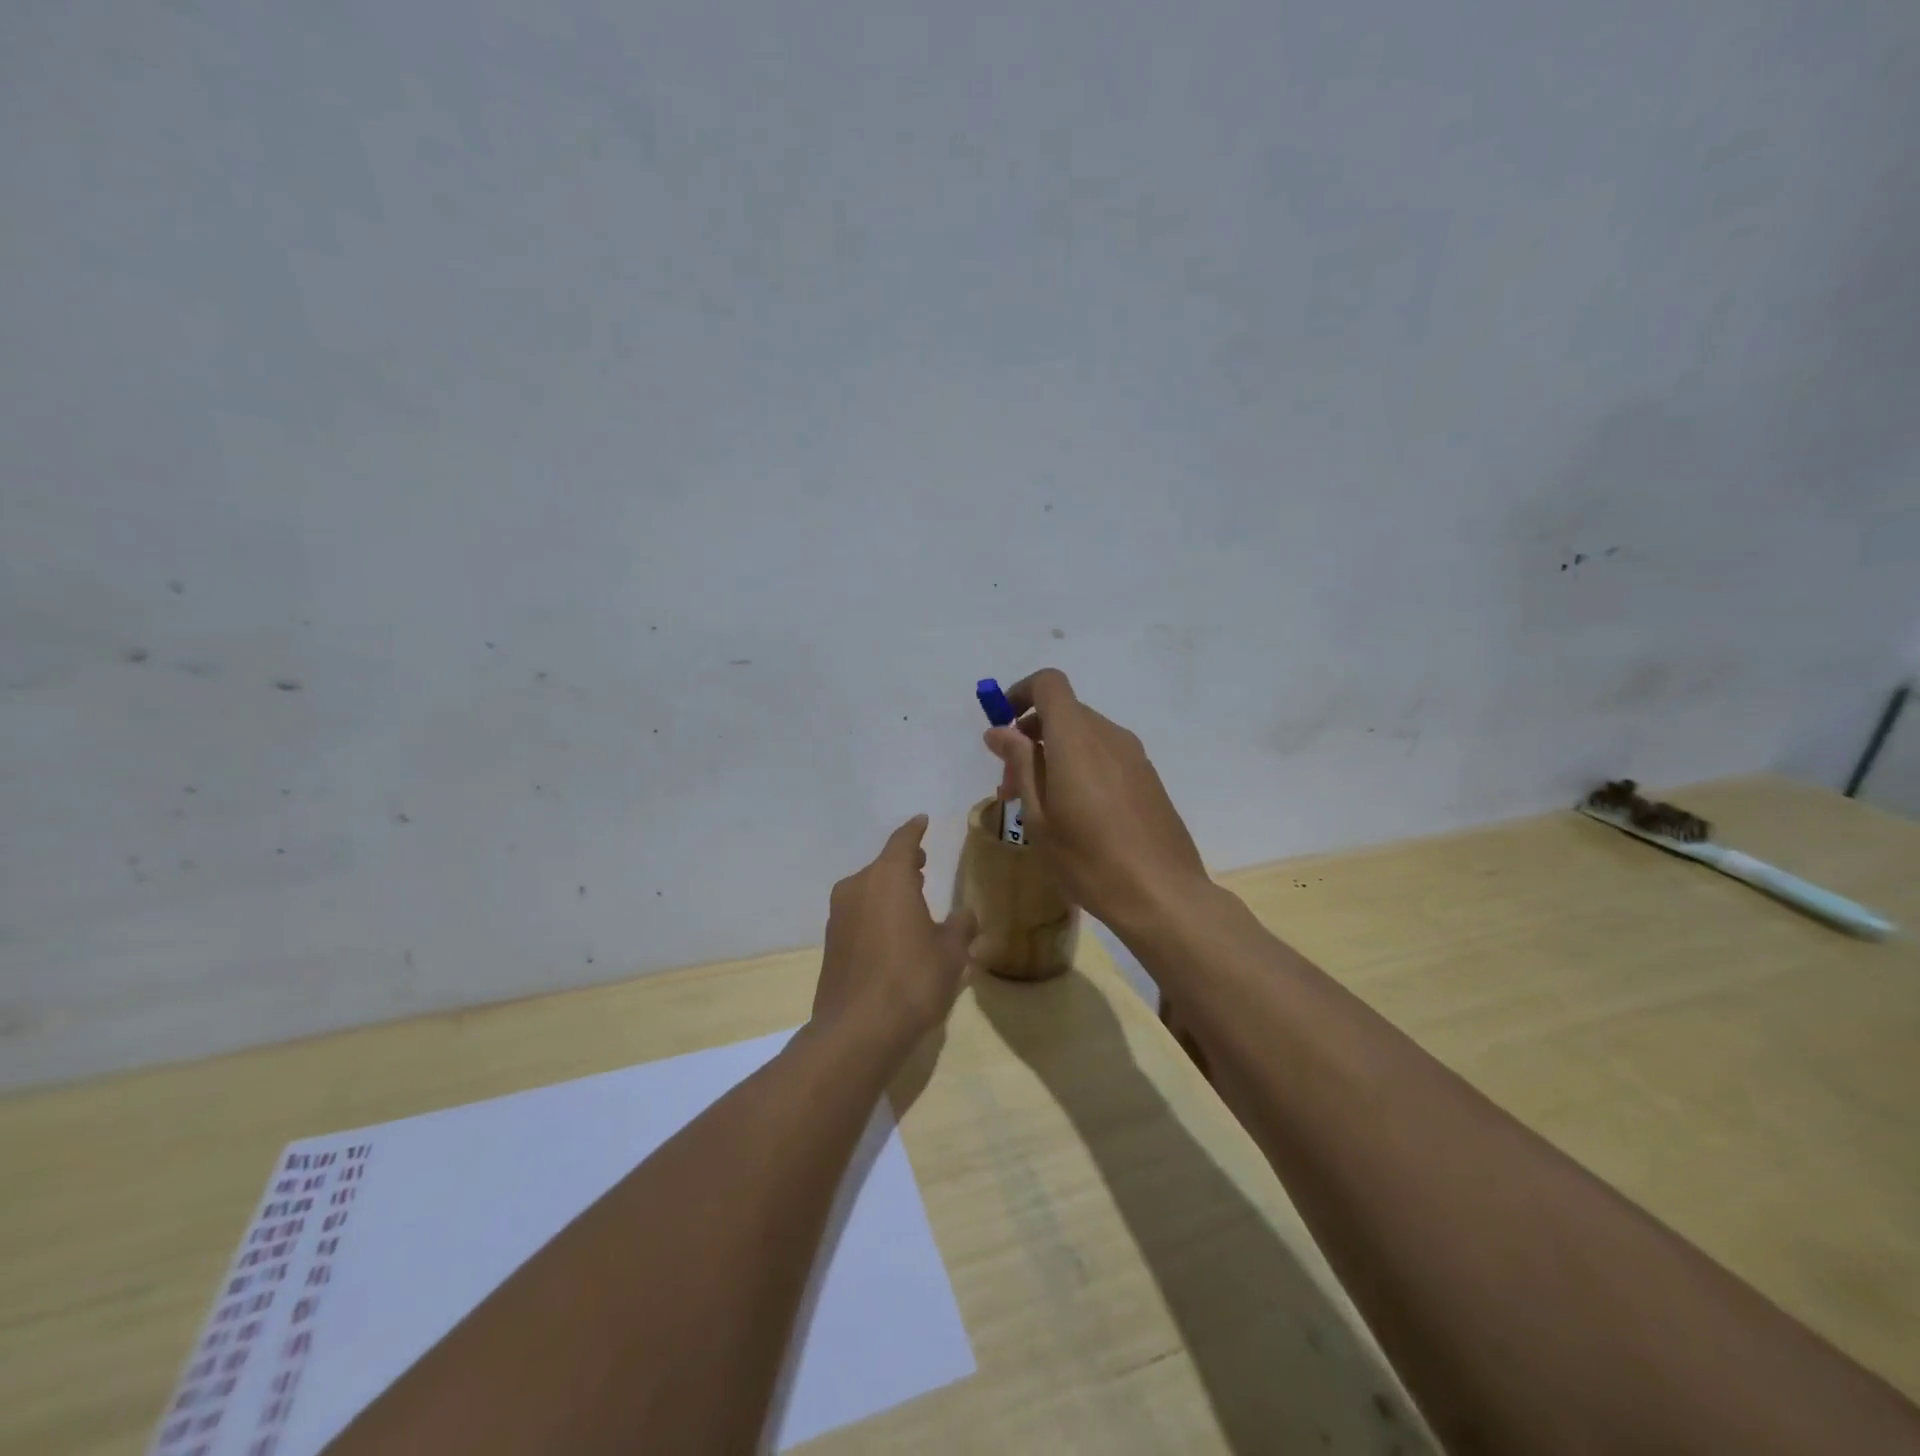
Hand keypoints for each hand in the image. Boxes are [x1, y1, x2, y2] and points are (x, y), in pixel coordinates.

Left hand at [814, 815, 976, 1046]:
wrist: (858, 1030)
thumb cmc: (912, 979)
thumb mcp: (951, 953)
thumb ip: (959, 928)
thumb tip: (965, 916)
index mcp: (888, 877)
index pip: (903, 841)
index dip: (915, 831)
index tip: (922, 821)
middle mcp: (858, 887)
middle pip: (882, 865)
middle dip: (903, 864)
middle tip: (922, 865)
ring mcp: (839, 915)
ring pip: (867, 890)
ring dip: (888, 890)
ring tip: (911, 901)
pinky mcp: (831, 943)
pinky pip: (858, 915)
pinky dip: (875, 914)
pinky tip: (892, 934)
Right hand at [983, 669, 1209, 930]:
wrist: (1163, 895)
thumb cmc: (1089, 860)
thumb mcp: (1039, 817)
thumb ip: (1020, 765)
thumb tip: (1000, 731)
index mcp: (1077, 739)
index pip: (1049, 684)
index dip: (1020, 693)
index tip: (1003, 727)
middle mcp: (1109, 735)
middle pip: (1065, 711)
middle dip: (1031, 735)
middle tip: (1012, 783)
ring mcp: (1134, 755)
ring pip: (1085, 735)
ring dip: (1055, 753)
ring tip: (1040, 804)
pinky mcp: (1147, 777)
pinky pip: (1105, 754)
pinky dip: (1080, 765)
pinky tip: (1075, 812)